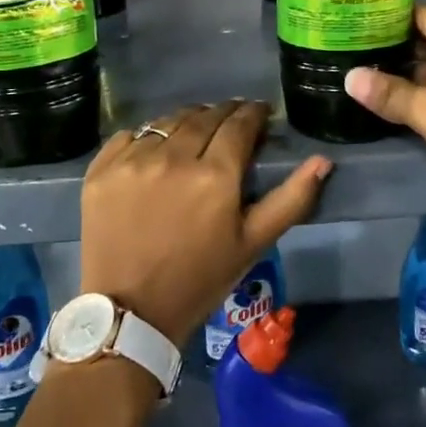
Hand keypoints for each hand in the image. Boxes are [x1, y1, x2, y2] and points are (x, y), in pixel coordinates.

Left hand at [78, 101, 329, 345]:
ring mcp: (133, 161)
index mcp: (215, 175)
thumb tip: (323, 160)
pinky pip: (130, 135)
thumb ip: (292, 199)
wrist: (131, 313)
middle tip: (231, 124)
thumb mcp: (254, 243)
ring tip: (194, 135)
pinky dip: (147, 137)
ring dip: (187, 122)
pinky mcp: (102, 169)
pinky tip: (155, 153)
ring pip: (168, 121)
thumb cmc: (200, 279)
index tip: (260, 114)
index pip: (239, 123)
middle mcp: (174, 157)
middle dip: (223, 114)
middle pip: (204, 116)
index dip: (253, 113)